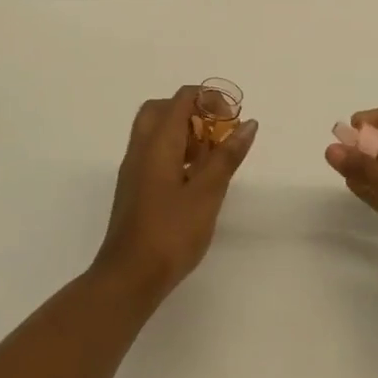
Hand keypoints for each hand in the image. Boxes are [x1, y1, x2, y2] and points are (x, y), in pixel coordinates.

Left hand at [93, 85, 257, 303]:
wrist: (129, 278)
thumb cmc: (171, 233)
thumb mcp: (207, 193)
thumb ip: (227, 156)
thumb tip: (248, 124)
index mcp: (157, 142)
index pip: (181, 99)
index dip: (210, 99)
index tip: (233, 118)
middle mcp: (141, 148)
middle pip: (163, 109)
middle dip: (193, 111)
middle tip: (217, 132)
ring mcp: (134, 169)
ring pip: (156, 132)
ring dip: (184, 132)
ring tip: (211, 156)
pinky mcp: (134, 188)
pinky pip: (153, 153)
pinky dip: (175, 151)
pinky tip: (195, 178)